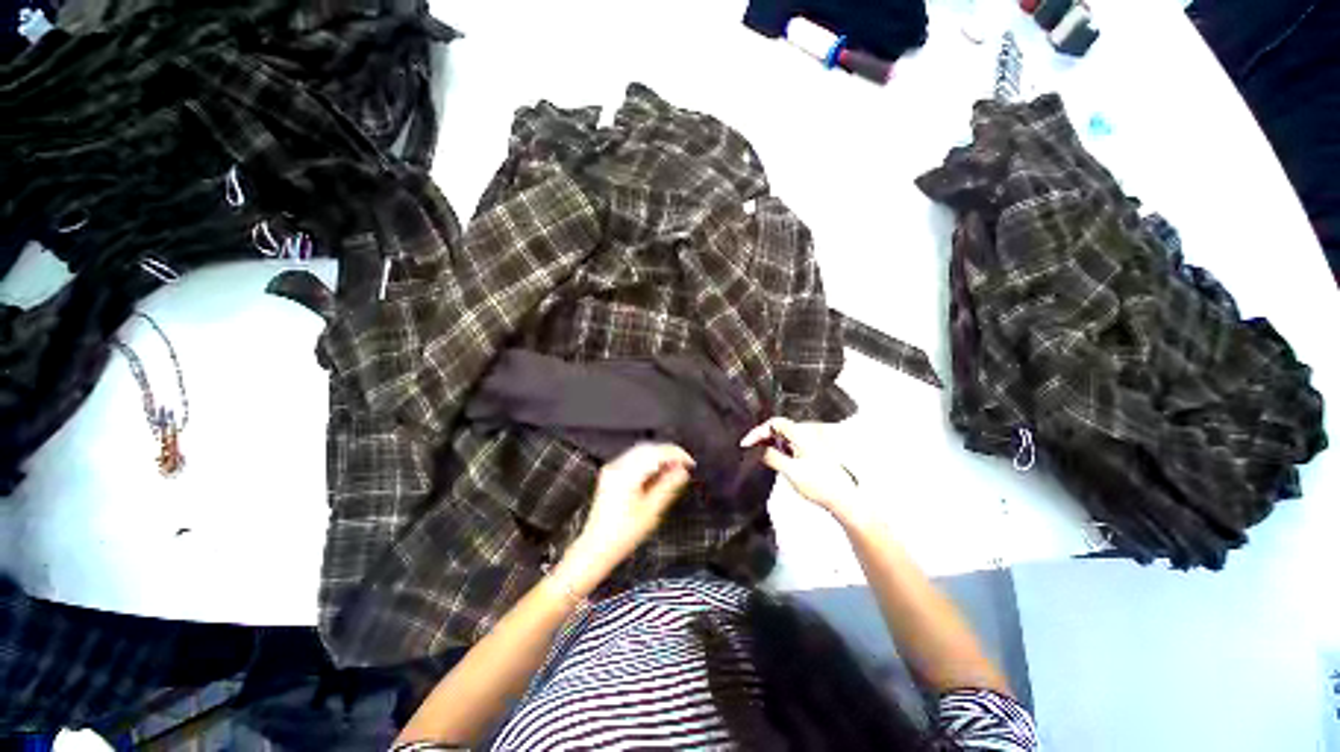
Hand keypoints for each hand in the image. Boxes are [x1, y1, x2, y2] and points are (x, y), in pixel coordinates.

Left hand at [560, 444, 693, 591]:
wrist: (596, 546)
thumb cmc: (622, 534)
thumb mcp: (652, 511)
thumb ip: (668, 486)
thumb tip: (682, 471)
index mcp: (627, 474)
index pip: (656, 453)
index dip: (676, 454)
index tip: (690, 463)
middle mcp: (617, 467)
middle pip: (648, 448)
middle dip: (668, 454)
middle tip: (684, 466)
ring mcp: (612, 469)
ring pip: (641, 452)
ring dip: (659, 457)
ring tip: (673, 470)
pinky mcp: (611, 474)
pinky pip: (634, 459)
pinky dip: (649, 462)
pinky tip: (657, 473)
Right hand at [740, 417, 862, 523]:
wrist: (844, 499)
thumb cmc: (821, 485)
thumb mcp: (790, 471)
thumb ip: (771, 456)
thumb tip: (759, 449)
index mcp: (803, 432)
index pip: (773, 423)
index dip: (757, 432)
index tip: (746, 444)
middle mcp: (809, 431)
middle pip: (779, 427)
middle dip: (763, 437)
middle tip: (750, 449)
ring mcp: (813, 440)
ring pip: (786, 435)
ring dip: (772, 443)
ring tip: (761, 456)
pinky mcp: (815, 449)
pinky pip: (793, 442)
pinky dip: (782, 448)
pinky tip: (778, 459)